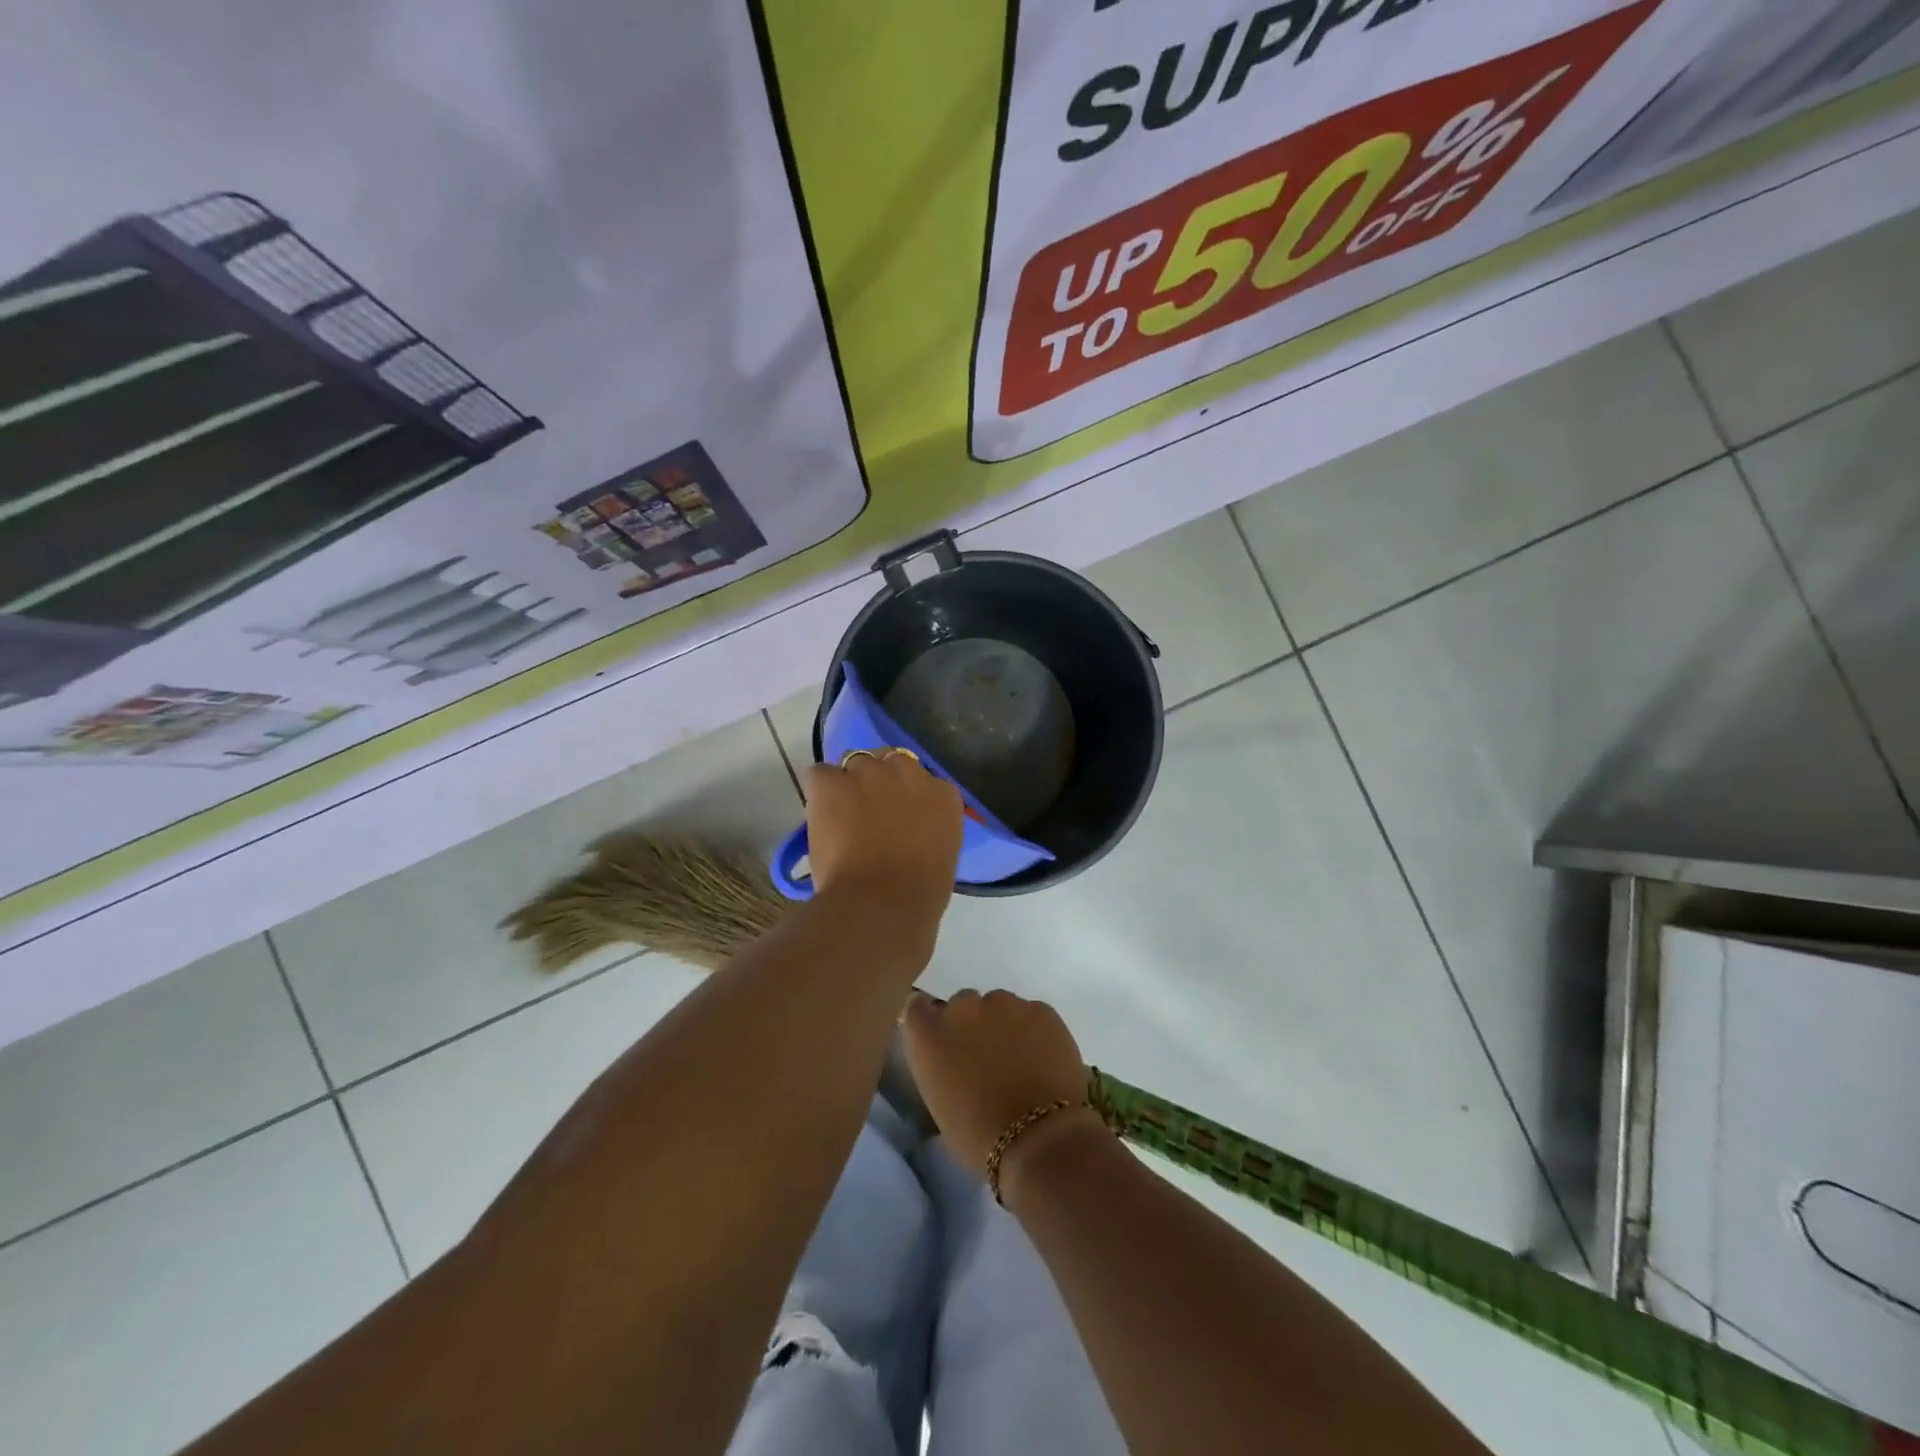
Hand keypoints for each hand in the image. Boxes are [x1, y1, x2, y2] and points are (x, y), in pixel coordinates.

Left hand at [804, 750, 962, 931]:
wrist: (882, 905)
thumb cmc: (919, 896)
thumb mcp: (941, 856)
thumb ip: (927, 831)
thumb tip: (908, 833)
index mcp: (943, 795)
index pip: (921, 779)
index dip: (903, 796)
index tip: (895, 817)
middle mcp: (909, 772)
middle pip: (888, 762)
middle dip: (877, 782)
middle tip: (866, 815)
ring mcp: (870, 773)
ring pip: (854, 763)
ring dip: (848, 785)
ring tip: (839, 818)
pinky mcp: (833, 782)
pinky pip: (821, 775)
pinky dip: (818, 793)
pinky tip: (820, 818)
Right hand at [900, 988, 1105, 1192]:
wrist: (1040, 1138)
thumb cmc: (979, 1138)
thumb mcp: (940, 1105)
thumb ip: (941, 1068)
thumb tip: (955, 1063)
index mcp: (928, 1034)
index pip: (917, 1008)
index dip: (932, 1022)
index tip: (943, 1040)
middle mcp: (962, 1008)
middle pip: (962, 1004)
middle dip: (971, 1026)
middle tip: (986, 1059)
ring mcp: (1004, 1003)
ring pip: (1000, 1007)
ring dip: (1004, 1027)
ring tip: (1021, 1062)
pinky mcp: (1041, 1008)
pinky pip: (1032, 1015)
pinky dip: (1035, 1031)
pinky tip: (1044, 1061)